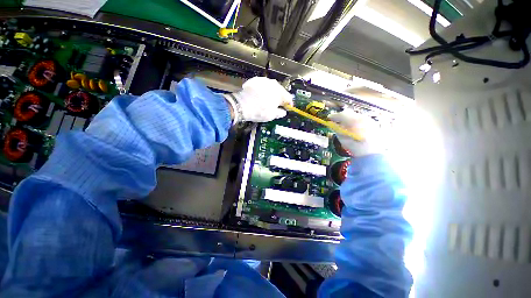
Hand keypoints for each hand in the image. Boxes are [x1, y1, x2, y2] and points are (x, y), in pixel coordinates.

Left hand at [225, 77, 292, 122]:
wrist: (242, 105)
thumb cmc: (260, 111)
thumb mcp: (272, 115)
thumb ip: (280, 113)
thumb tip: (283, 111)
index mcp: (280, 93)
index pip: (289, 98)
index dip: (288, 104)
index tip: (287, 108)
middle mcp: (273, 84)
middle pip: (280, 91)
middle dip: (279, 98)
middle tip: (276, 105)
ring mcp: (264, 80)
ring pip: (271, 87)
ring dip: (271, 93)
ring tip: (266, 100)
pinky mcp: (255, 80)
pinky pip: (262, 85)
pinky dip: (262, 90)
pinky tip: (258, 96)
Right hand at [328, 109, 385, 156]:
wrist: (371, 153)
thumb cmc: (354, 147)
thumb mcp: (342, 138)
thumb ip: (337, 129)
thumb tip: (332, 124)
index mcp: (353, 121)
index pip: (341, 114)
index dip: (334, 116)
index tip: (329, 118)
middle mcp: (362, 117)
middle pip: (349, 112)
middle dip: (341, 116)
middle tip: (336, 121)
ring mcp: (369, 120)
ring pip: (355, 115)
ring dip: (349, 118)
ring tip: (345, 125)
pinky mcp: (373, 123)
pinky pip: (362, 119)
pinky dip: (356, 121)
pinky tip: (354, 128)